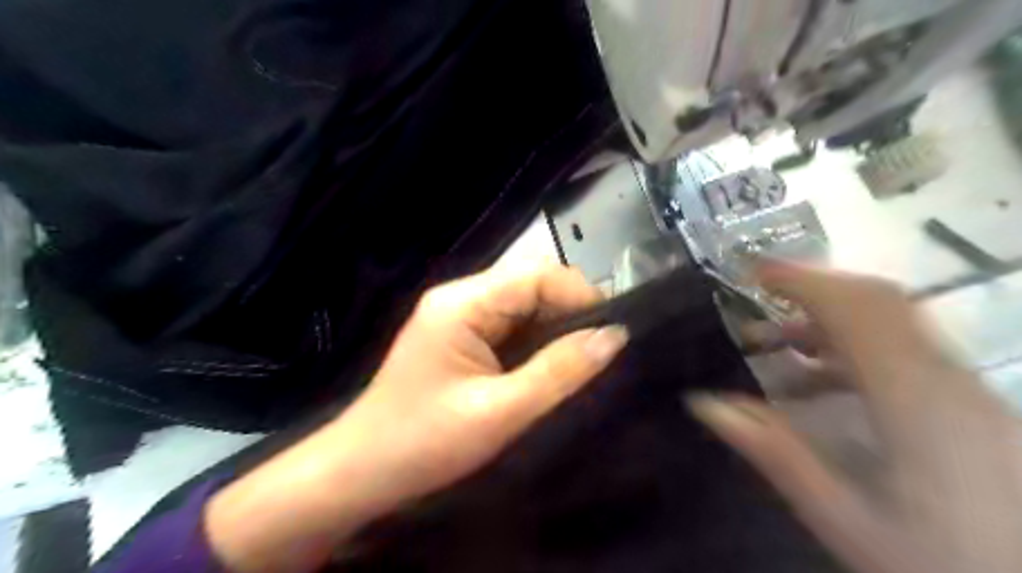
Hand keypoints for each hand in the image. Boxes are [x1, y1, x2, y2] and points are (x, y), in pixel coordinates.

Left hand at [204, 264, 623, 571]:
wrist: (362, 471)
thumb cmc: (424, 442)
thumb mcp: (500, 411)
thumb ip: (559, 372)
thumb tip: (614, 337)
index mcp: (462, 303)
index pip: (536, 274)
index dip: (579, 296)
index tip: (610, 334)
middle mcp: (460, 297)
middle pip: (530, 283)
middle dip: (569, 311)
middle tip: (597, 352)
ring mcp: (457, 315)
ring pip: (523, 304)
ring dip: (554, 327)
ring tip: (578, 361)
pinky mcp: (460, 336)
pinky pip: (509, 324)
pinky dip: (535, 339)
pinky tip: (548, 364)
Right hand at [687, 262, 1020, 571]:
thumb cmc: (940, 561)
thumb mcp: (842, 517)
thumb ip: (773, 451)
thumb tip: (704, 404)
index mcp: (913, 402)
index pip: (856, 311)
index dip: (802, 280)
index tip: (753, 271)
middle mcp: (945, 381)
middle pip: (880, 302)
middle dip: (813, 286)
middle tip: (760, 291)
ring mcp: (964, 389)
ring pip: (893, 321)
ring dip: (828, 317)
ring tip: (774, 338)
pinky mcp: (968, 403)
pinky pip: (904, 348)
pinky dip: (851, 343)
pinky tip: (818, 377)